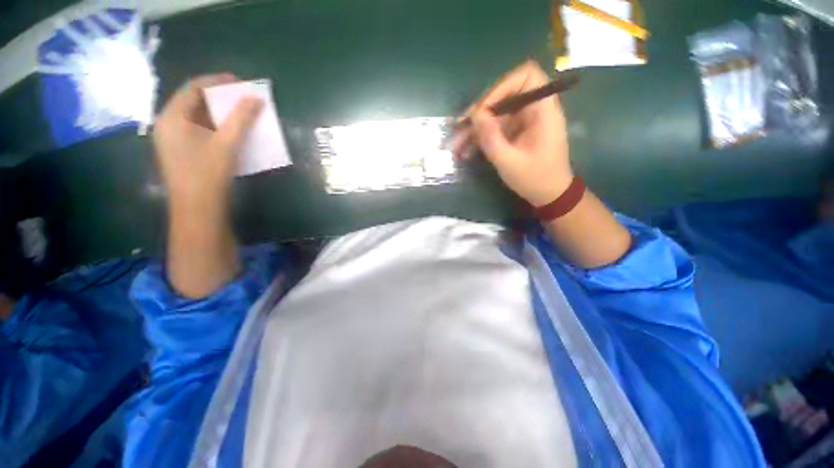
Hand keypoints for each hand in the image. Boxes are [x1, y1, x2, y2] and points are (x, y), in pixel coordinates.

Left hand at [153, 73, 261, 215]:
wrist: (198, 211)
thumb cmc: (208, 175)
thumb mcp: (226, 144)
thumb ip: (241, 119)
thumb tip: (256, 99)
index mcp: (171, 117)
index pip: (193, 88)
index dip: (216, 81)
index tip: (239, 82)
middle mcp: (168, 124)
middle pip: (194, 102)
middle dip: (219, 98)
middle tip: (243, 98)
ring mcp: (174, 140)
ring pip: (198, 118)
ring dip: (220, 114)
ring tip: (241, 114)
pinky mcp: (183, 152)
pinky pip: (200, 131)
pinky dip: (217, 128)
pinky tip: (232, 132)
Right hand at [451, 60, 572, 206]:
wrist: (548, 195)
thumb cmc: (535, 179)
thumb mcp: (510, 162)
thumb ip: (492, 138)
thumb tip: (475, 115)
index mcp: (542, 110)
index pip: (526, 77)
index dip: (502, 87)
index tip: (482, 108)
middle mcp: (533, 110)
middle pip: (503, 97)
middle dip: (478, 113)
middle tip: (458, 128)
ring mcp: (523, 122)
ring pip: (495, 115)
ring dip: (474, 129)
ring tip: (455, 145)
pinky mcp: (515, 133)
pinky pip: (495, 129)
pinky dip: (480, 138)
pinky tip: (465, 151)